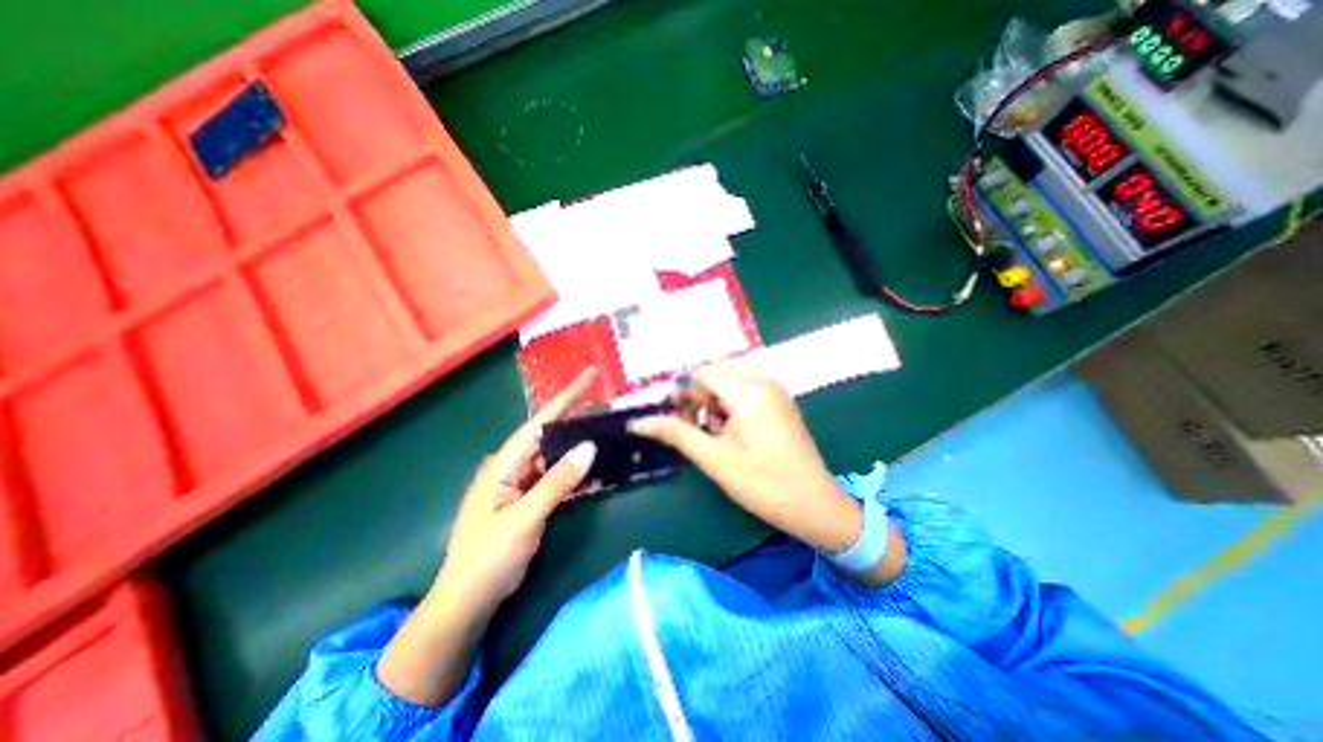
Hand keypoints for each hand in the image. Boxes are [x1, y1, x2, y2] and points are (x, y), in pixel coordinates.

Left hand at [375, 372, 598, 706]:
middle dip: (575, 417)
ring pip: (553, 455)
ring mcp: (518, 483)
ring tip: (605, 429)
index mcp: (503, 463)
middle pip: (548, 435)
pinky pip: (554, 476)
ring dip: (576, 444)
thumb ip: (557, 481)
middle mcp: (510, 466)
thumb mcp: (525, 518)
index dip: (566, 398)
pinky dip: (573, 470)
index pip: (540, 423)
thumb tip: (589, 446)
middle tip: (605, 404)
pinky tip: (593, 467)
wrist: (467, 600)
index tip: (589, 376)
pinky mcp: (526, 498)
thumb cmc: (488, 558)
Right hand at [626, 362, 865, 558]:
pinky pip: (743, 394)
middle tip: (694, 432)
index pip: (702, 374)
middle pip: (715, 377)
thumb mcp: (715, 460)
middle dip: (698, 401)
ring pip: (728, 386)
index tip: (673, 419)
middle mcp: (763, 382)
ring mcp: (774, 391)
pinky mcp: (778, 402)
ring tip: (716, 439)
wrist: (815, 505)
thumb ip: (677, 434)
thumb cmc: (764, 485)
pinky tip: (732, 435)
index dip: (682, 393)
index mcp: (749, 392)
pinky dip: (730, 410)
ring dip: (714, 407)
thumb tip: (637, 423)